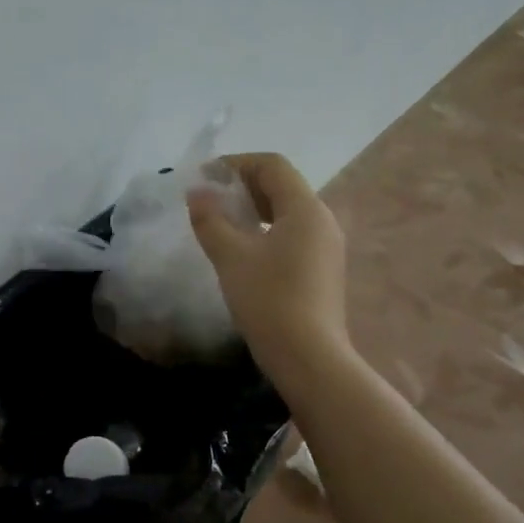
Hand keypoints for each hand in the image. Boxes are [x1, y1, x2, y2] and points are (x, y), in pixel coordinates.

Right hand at [187, 153, 350, 388]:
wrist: (309, 358)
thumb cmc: (269, 300)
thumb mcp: (230, 256)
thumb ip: (210, 218)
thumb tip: (197, 192)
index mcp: (305, 209)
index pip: (272, 165)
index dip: (236, 163)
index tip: (204, 178)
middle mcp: (323, 220)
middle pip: (282, 185)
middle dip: (243, 185)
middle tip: (209, 199)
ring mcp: (326, 246)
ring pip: (287, 211)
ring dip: (253, 208)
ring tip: (221, 223)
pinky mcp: (322, 269)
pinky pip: (292, 233)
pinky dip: (265, 229)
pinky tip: (243, 250)